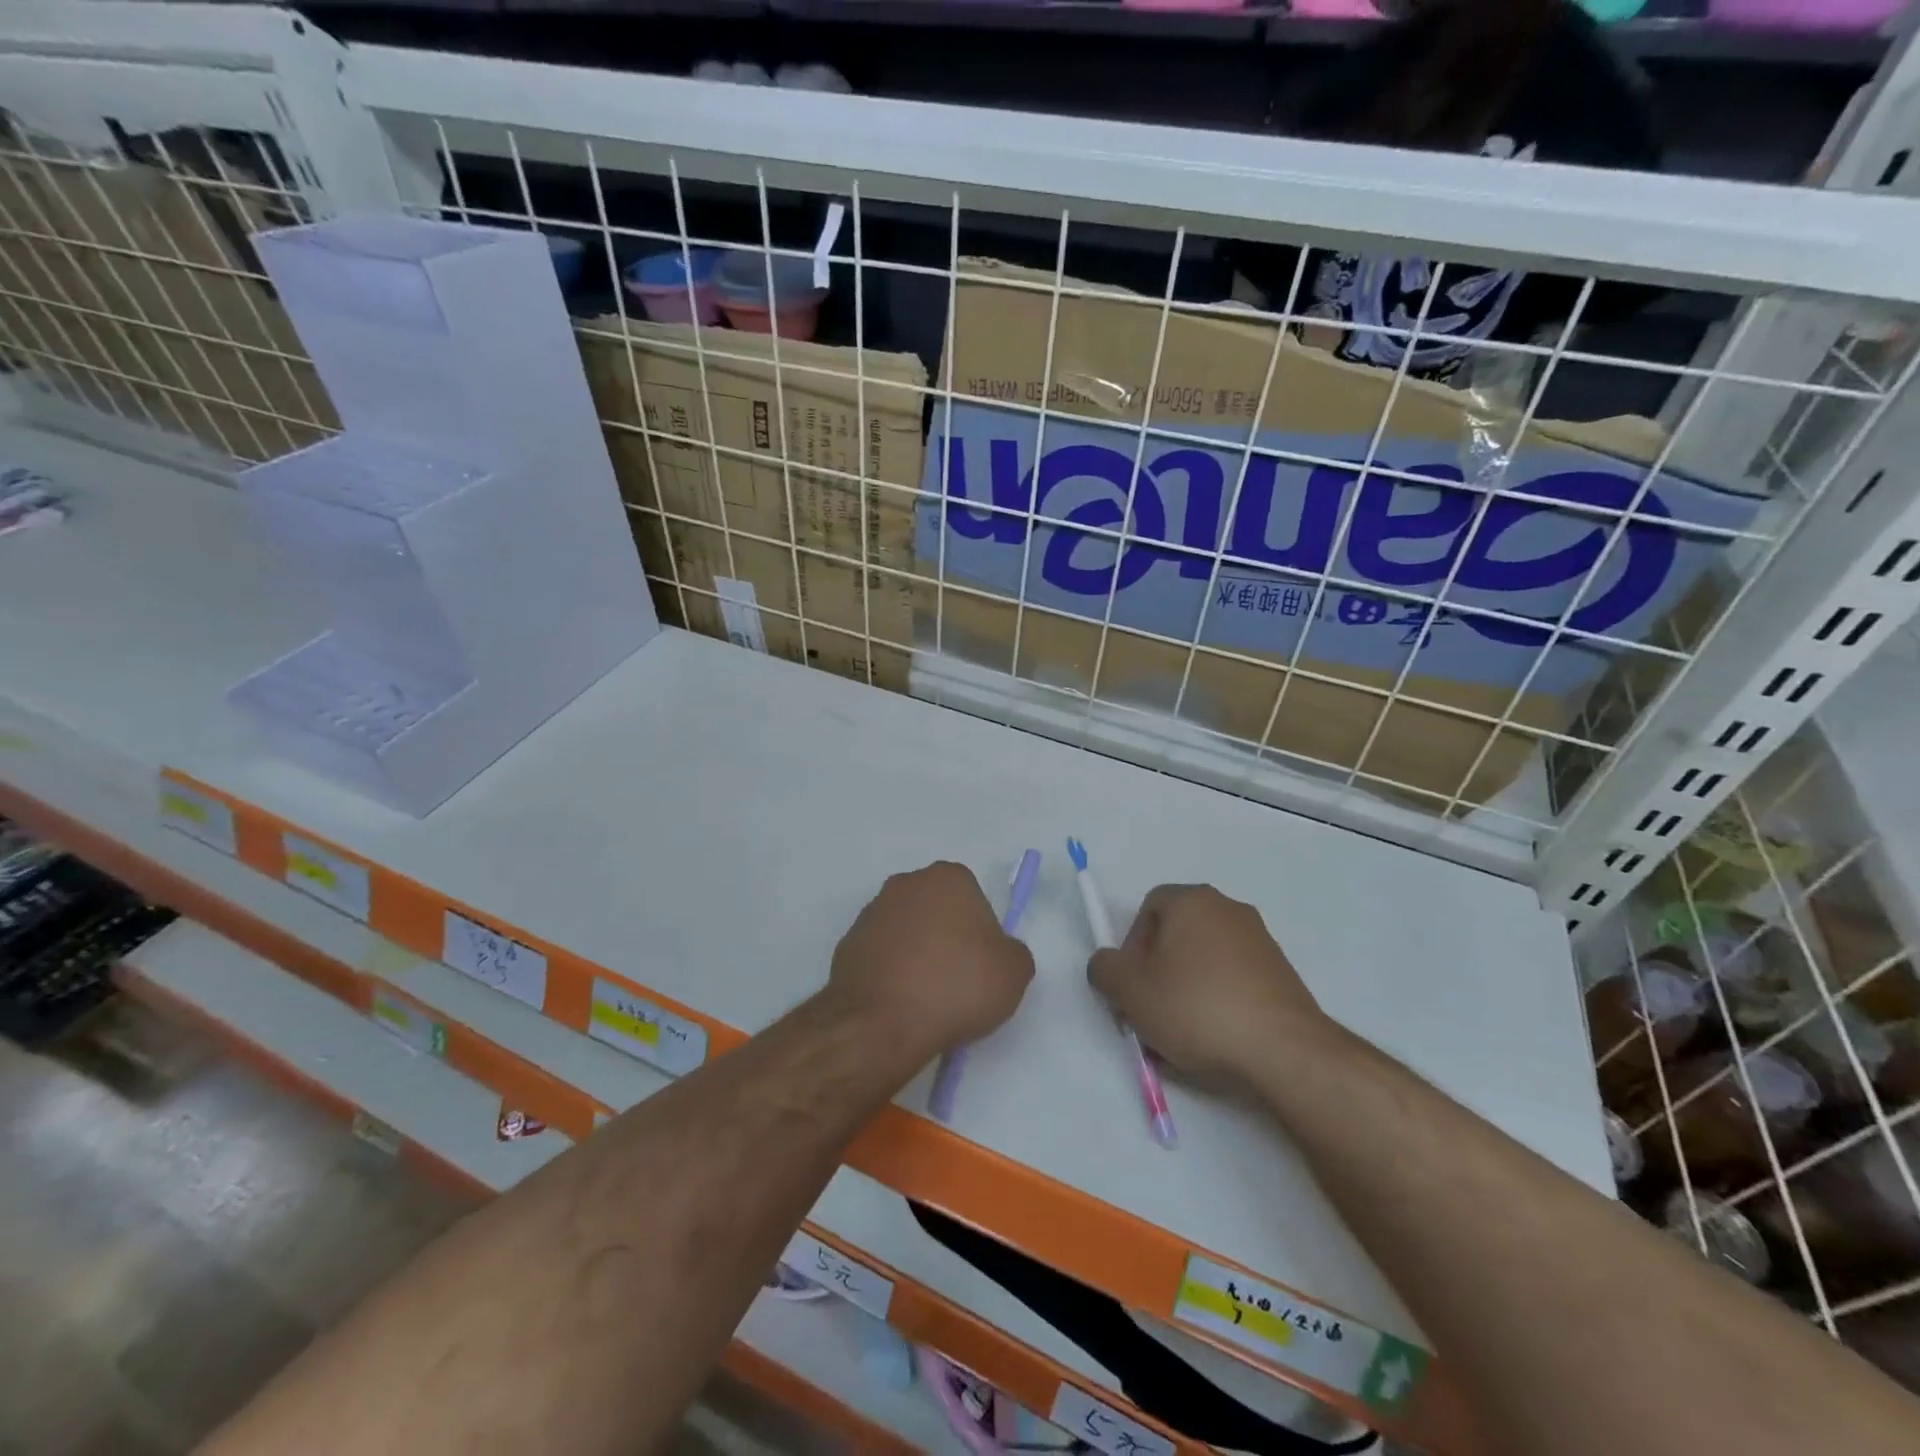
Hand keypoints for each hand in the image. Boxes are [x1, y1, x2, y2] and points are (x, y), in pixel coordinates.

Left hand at [826, 862, 1034, 1064]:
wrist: (882, 1024)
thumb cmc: (956, 986)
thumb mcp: (1015, 972)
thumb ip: (1013, 951)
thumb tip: (997, 953)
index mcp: (947, 878)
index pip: (973, 898)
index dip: (981, 933)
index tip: (981, 964)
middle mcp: (905, 884)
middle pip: (936, 910)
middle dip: (946, 937)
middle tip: (956, 980)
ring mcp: (871, 913)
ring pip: (906, 932)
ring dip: (916, 954)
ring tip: (926, 998)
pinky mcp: (847, 944)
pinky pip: (881, 956)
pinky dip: (891, 973)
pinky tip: (899, 1003)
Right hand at [1088, 884, 1329, 1085]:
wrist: (1283, 1049)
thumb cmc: (1196, 1007)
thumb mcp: (1129, 990)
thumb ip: (1104, 969)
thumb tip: (1109, 965)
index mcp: (1192, 901)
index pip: (1148, 908)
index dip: (1131, 945)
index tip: (1132, 984)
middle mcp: (1228, 909)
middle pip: (1177, 933)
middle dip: (1157, 969)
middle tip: (1150, 1008)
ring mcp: (1260, 940)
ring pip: (1205, 959)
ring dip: (1186, 987)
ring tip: (1181, 1031)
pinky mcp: (1282, 974)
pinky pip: (1234, 979)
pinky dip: (1218, 1000)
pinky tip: (1215, 1037)